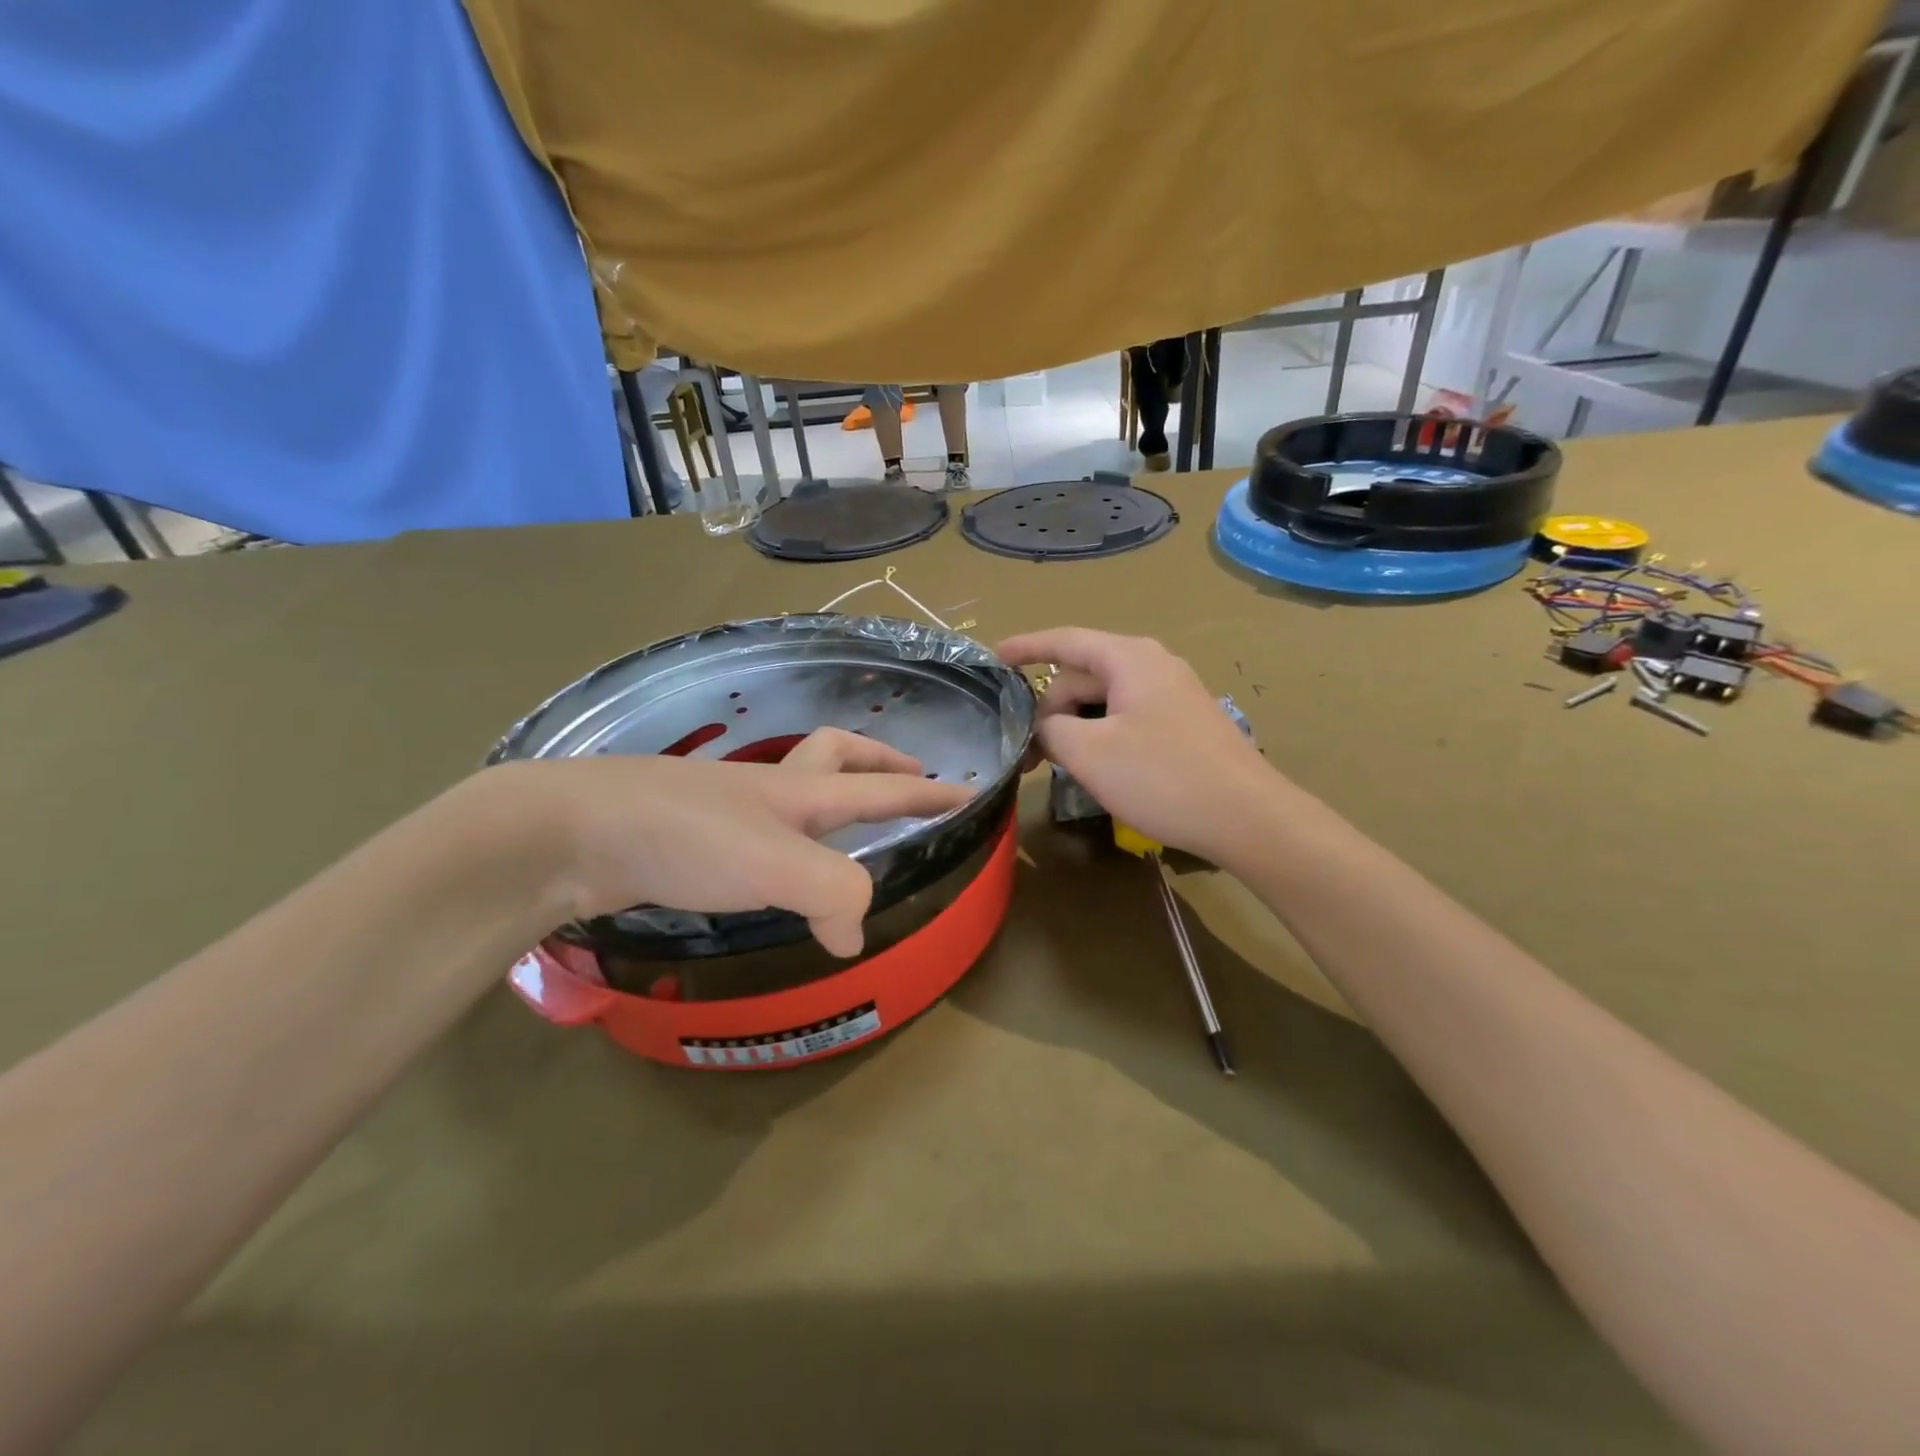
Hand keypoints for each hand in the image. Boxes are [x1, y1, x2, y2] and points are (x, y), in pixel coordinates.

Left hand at [489, 729, 971, 956]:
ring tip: (844, 825)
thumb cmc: (683, 837)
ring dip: (829, 793)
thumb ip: (833, 895)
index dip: (928, 790)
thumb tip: (855, 936)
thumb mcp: (776, 865)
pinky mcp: (687, 834)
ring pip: (792, 787)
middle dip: (880, 760)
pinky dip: (780, 836)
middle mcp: (767, 791)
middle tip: (909, 773)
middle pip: (838, 757)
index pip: (882, 785)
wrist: (569, 831)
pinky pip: (752, 827)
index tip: (970, 793)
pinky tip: (770, 865)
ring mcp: (724, 808)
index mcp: (799, 792)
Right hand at [996, 628, 1276, 864]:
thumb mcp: (1090, 753)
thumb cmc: (1163, 777)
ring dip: (1075, 726)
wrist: (1248, 818)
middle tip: (1026, 752)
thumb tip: (1042, 727)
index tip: (993, 658)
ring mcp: (1173, 695)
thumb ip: (1050, 730)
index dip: (1026, 647)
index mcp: (1129, 659)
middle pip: (1083, 675)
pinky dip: (1101, 735)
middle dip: (1049, 707)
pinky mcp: (1184, 724)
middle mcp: (1153, 666)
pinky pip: (1127, 718)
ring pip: (1105, 701)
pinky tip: (1096, 768)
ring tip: (1056, 764)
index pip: (1065, 640)